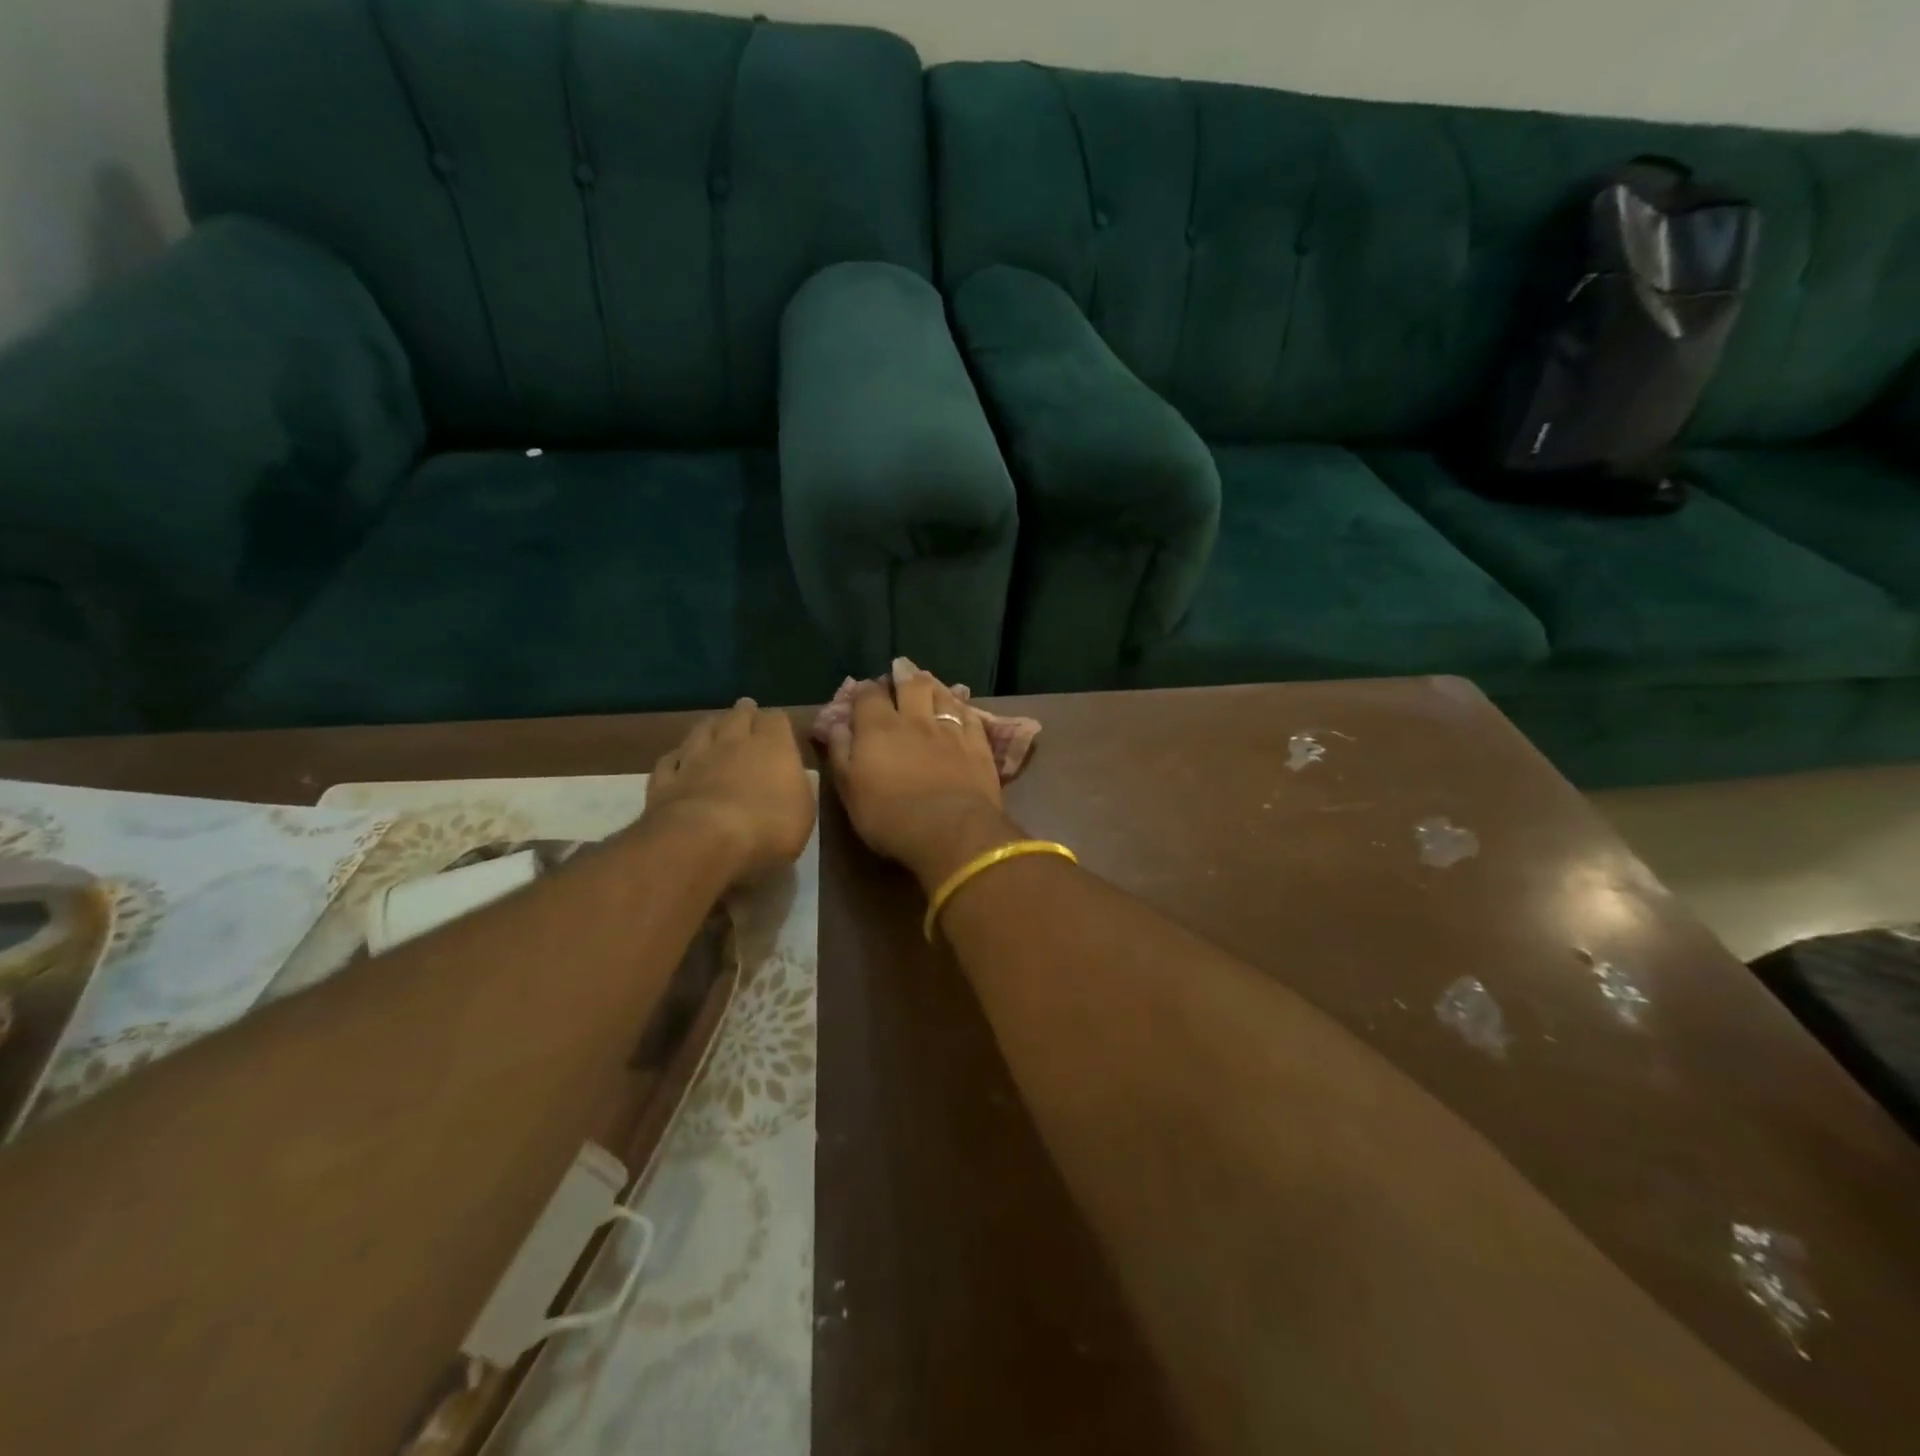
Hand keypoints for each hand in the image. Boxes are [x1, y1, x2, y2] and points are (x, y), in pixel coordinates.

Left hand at [646, 700, 814, 881]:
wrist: (704, 841)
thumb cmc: (767, 827)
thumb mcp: (803, 812)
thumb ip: (798, 788)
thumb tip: (792, 777)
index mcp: (772, 747)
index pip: (776, 719)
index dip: (777, 722)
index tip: (779, 728)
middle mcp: (732, 743)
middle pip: (737, 716)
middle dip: (744, 713)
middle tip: (746, 712)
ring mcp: (694, 759)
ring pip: (701, 731)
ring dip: (709, 727)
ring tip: (714, 726)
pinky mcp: (665, 781)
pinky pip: (670, 761)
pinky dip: (677, 758)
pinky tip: (678, 760)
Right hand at [826, 658, 1020, 889]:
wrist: (950, 830)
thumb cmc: (890, 816)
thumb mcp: (849, 790)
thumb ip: (840, 753)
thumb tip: (836, 725)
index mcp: (878, 728)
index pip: (869, 696)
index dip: (864, 690)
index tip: (863, 690)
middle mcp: (915, 720)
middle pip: (910, 685)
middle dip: (903, 673)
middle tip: (901, 666)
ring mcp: (950, 730)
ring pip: (942, 696)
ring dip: (933, 684)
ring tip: (929, 679)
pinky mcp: (978, 744)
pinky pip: (970, 716)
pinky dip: (962, 707)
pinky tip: (961, 706)